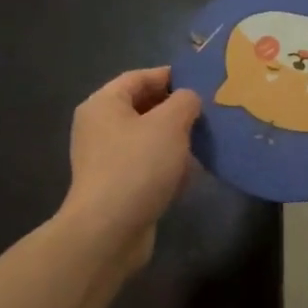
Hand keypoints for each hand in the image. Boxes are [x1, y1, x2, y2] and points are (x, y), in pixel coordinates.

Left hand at [59, 67, 201, 271]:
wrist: (109, 231)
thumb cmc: (138, 166)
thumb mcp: (170, 124)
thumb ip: (185, 102)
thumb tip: (188, 100)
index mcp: (104, 104)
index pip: (138, 77)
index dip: (170, 76)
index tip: (201, 82)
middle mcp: (99, 127)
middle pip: (143, 108)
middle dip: (176, 110)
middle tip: (208, 114)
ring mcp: (106, 159)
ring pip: (147, 139)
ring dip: (175, 141)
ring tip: (204, 144)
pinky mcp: (117, 186)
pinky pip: (146, 166)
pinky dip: (167, 167)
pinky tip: (189, 176)